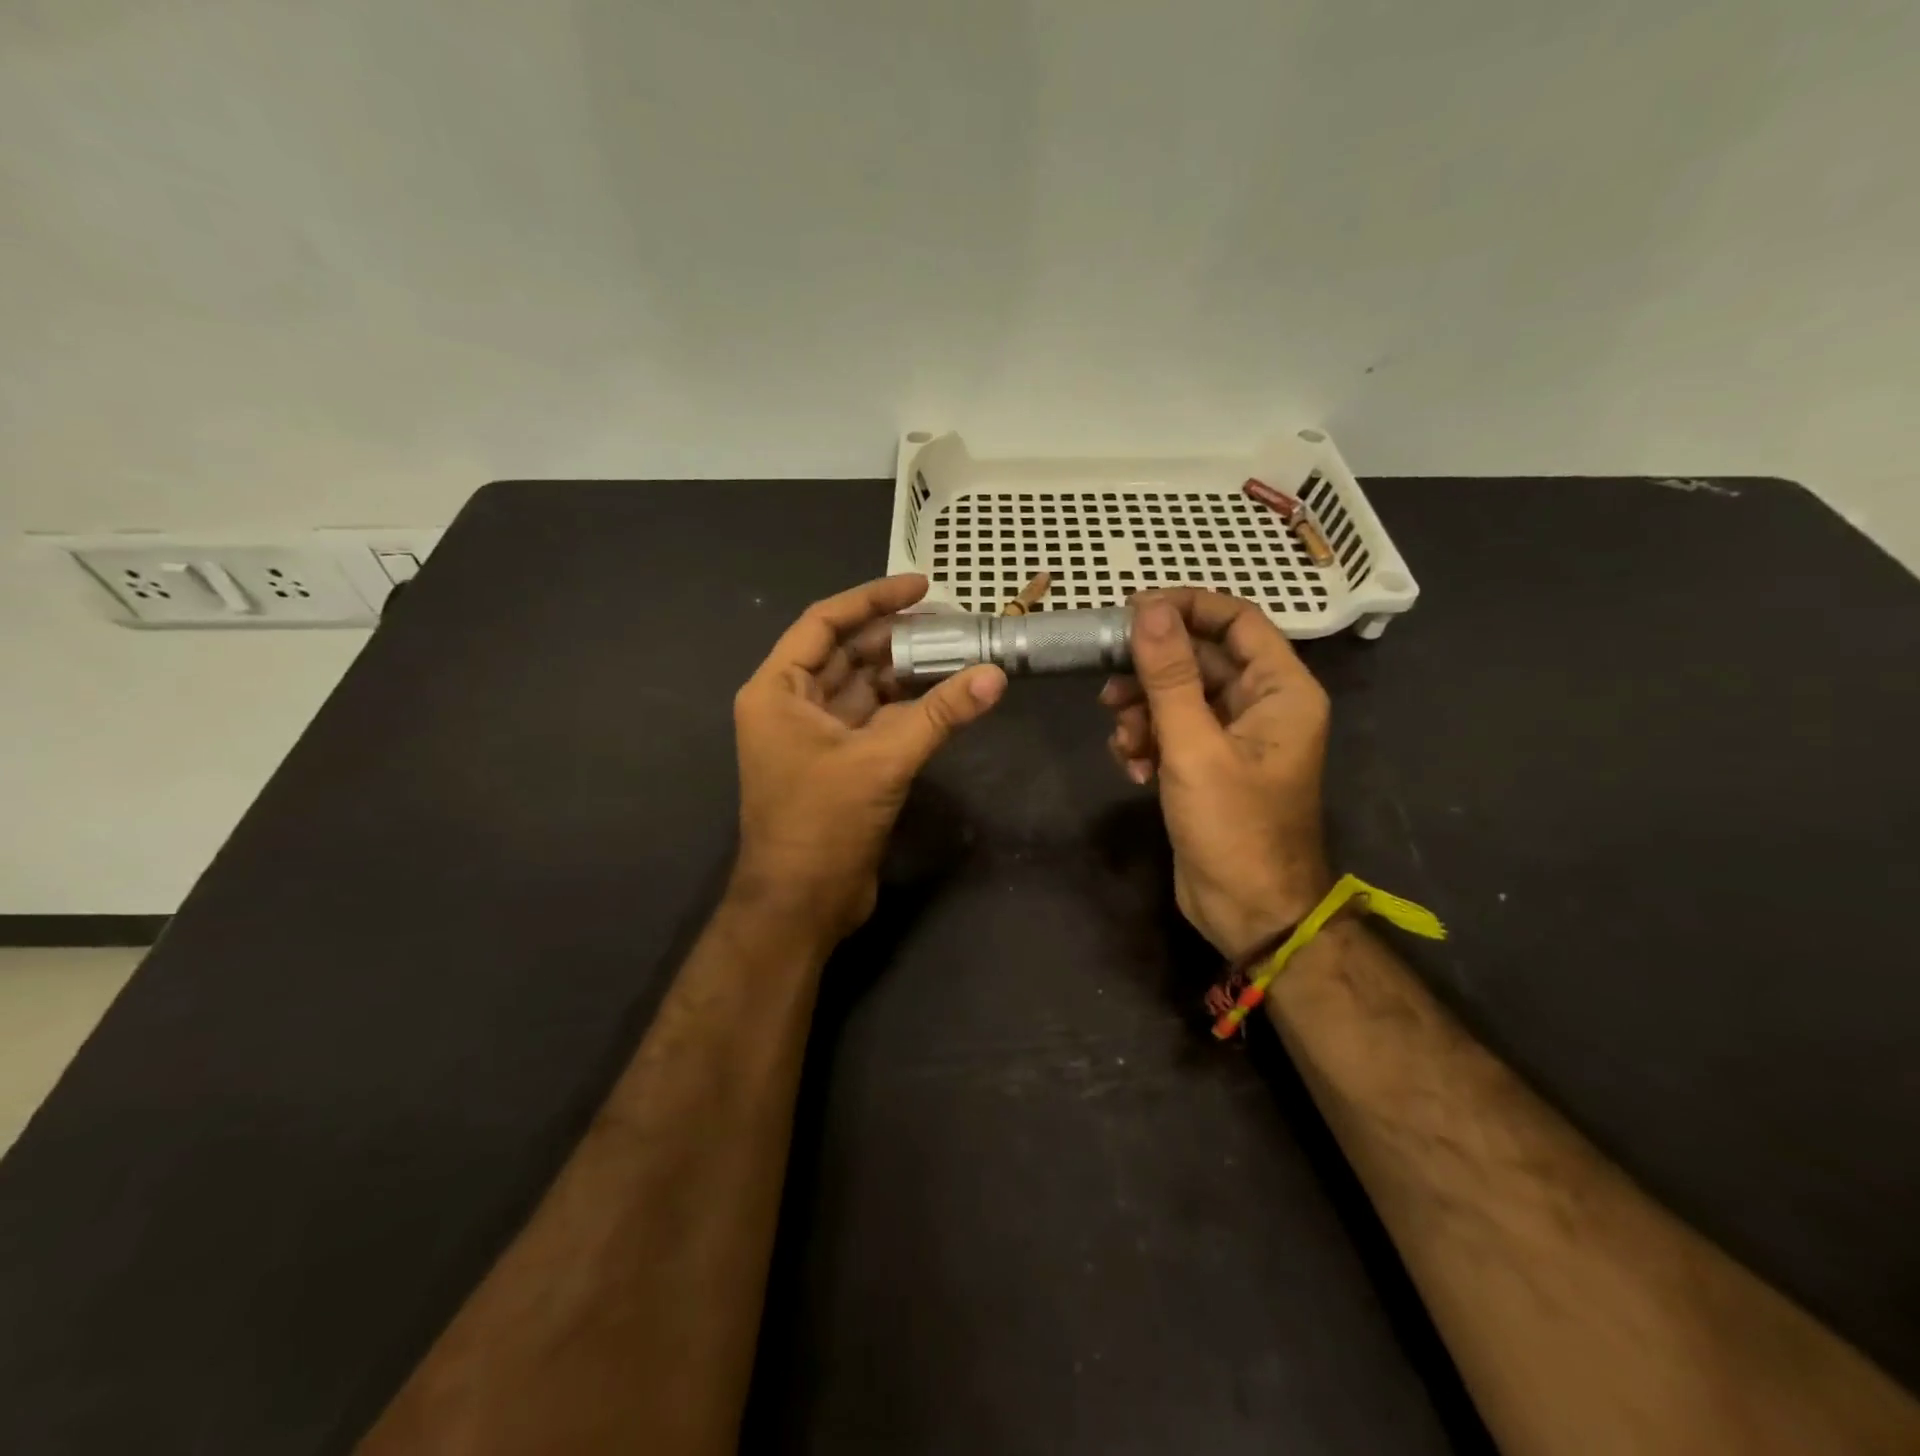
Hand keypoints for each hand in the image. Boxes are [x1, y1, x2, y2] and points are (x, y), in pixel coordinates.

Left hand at [730, 575, 1006, 945]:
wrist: (801, 904)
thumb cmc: (822, 824)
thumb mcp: (881, 761)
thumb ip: (939, 715)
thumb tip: (995, 676)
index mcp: (777, 691)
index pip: (824, 623)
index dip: (872, 599)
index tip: (920, 585)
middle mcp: (791, 705)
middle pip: (847, 653)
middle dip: (896, 635)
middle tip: (951, 620)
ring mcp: (816, 736)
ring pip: (864, 686)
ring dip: (905, 670)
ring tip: (956, 650)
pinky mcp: (840, 762)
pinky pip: (875, 719)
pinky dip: (907, 706)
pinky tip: (944, 694)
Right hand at [1099, 590, 1331, 956]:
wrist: (1248, 911)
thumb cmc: (1233, 827)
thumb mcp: (1194, 746)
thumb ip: (1169, 675)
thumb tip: (1148, 609)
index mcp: (1281, 689)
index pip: (1236, 620)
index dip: (1185, 608)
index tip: (1132, 611)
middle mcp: (1262, 705)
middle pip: (1200, 660)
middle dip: (1151, 673)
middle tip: (1108, 687)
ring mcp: (1234, 737)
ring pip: (1179, 697)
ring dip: (1143, 714)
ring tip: (1124, 743)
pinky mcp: (1209, 765)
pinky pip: (1173, 732)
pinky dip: (1148, 743)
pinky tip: (1134, 770)